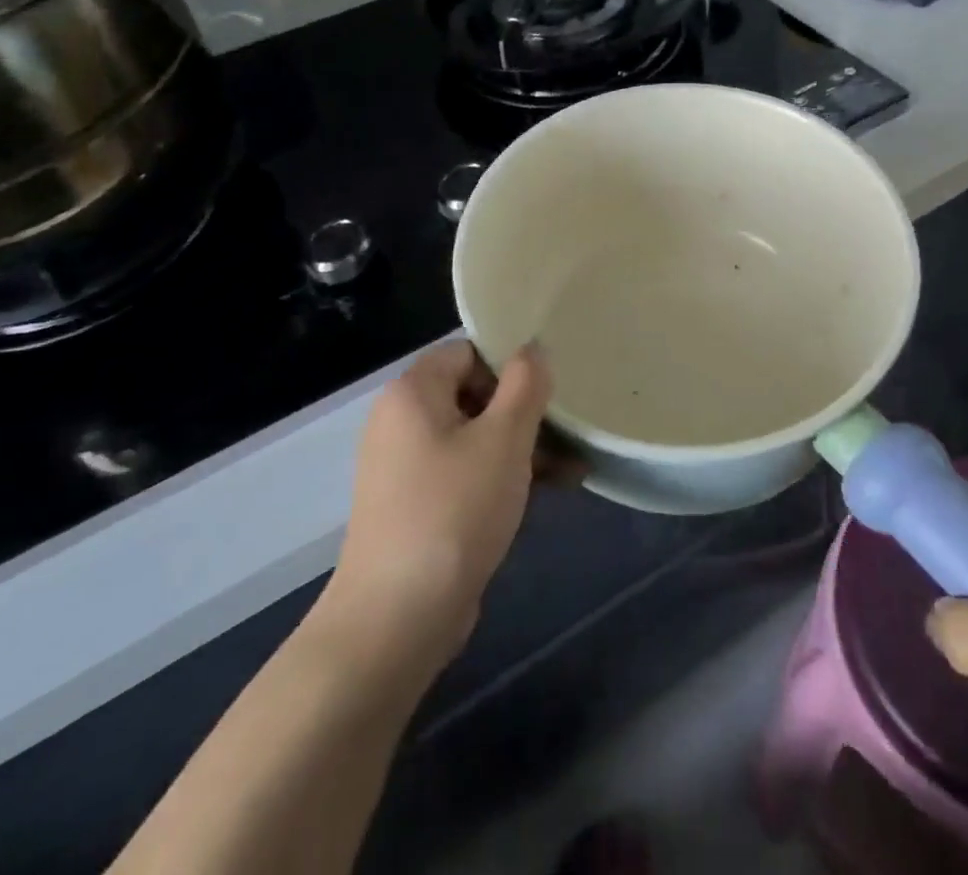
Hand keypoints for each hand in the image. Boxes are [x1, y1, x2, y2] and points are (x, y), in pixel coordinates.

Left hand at [326, 339, 551, 667]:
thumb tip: (534, 348)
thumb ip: (526, 384)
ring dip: (522, 448)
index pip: (469, 352)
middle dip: (525, 413)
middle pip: (474, 394)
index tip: (548, 393)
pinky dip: (500, 477)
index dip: (511, 366)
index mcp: (412, 392)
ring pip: (474, 437)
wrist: (396, 619)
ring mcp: (404, 466)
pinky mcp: (415, 505)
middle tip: (566, 434)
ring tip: (571, 470)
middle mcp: (400, 421)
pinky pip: (464, 473)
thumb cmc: (454, 510)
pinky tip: (546, 494)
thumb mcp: (504, 439)